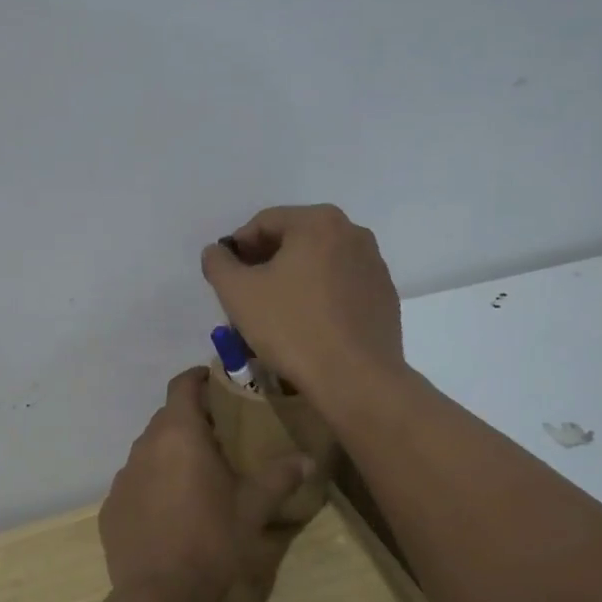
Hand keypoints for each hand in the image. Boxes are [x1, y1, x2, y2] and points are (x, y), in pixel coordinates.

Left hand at [99, 370, 310, 601]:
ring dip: (171, 454)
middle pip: (167, 418)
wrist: (160, 596)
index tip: (217, 382)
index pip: (182, 385)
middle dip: (191, 421)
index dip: (198, 378)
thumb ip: (280, 476)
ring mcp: (123, 477)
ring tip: (197, 477)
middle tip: (220, 437)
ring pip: (150, 451)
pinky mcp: (111, 507)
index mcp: (179, 433)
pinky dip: (152, 486)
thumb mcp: (254, 507)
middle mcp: (145, 445)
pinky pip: (135, 483)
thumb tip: (308, 459)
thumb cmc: (212, 540)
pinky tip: (170, 514)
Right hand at [200, 205, 406, 405]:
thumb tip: (217, 252)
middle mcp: (353, 233)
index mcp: (319, 222)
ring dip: (293, 279)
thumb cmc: (292, 328)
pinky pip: (341, 286)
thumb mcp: (238, 293)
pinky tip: (307, 326)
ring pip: (319, 264)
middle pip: (295, 240)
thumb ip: (218, 263)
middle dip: (266, 263)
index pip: (265, 223)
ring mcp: (374, 265)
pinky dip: (320, 296)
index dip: (238, 247)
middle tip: (245, 294)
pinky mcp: (384, 297)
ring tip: (274, 313)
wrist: (356, 379)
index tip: (226, 276)